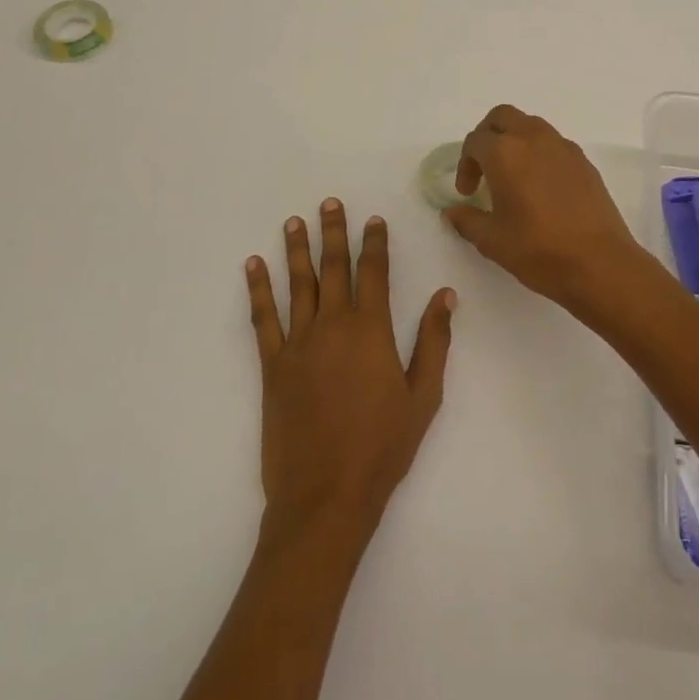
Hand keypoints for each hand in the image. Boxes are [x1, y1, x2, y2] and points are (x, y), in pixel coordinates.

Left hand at [246, 199, 456, 542]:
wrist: (326, 496)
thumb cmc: (382, 448)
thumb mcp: (423, 397)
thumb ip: (434, 341)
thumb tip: (445, 295)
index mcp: (372, 331)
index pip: (374, 273)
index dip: (375, 243)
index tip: (373, 219)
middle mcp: (334, 326)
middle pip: (334, 268)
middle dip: (333, 233)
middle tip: (329, 203)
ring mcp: (299, 343)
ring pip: (298, 284)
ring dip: (296, 250)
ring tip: (293, 221)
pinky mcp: (272, 365)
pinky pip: (264, 318)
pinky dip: (259, 290)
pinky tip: (253, 266)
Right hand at [442, 105, 651, 307]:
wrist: (600, 264)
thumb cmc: (539, 250)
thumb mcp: (492, 240)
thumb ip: (467, 220)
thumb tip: (453, 211)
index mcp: (505, 152)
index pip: (475, 141)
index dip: (465, 165)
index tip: (468, 193)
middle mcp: (533, 138)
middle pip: (502, 117)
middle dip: (487, 137)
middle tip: (483, 168)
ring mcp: (563, 147)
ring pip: (530, 125)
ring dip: (514, 141)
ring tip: (512, 176)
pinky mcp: (583, 161)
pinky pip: (553, 143)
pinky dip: (538, 153)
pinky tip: (540, 187)